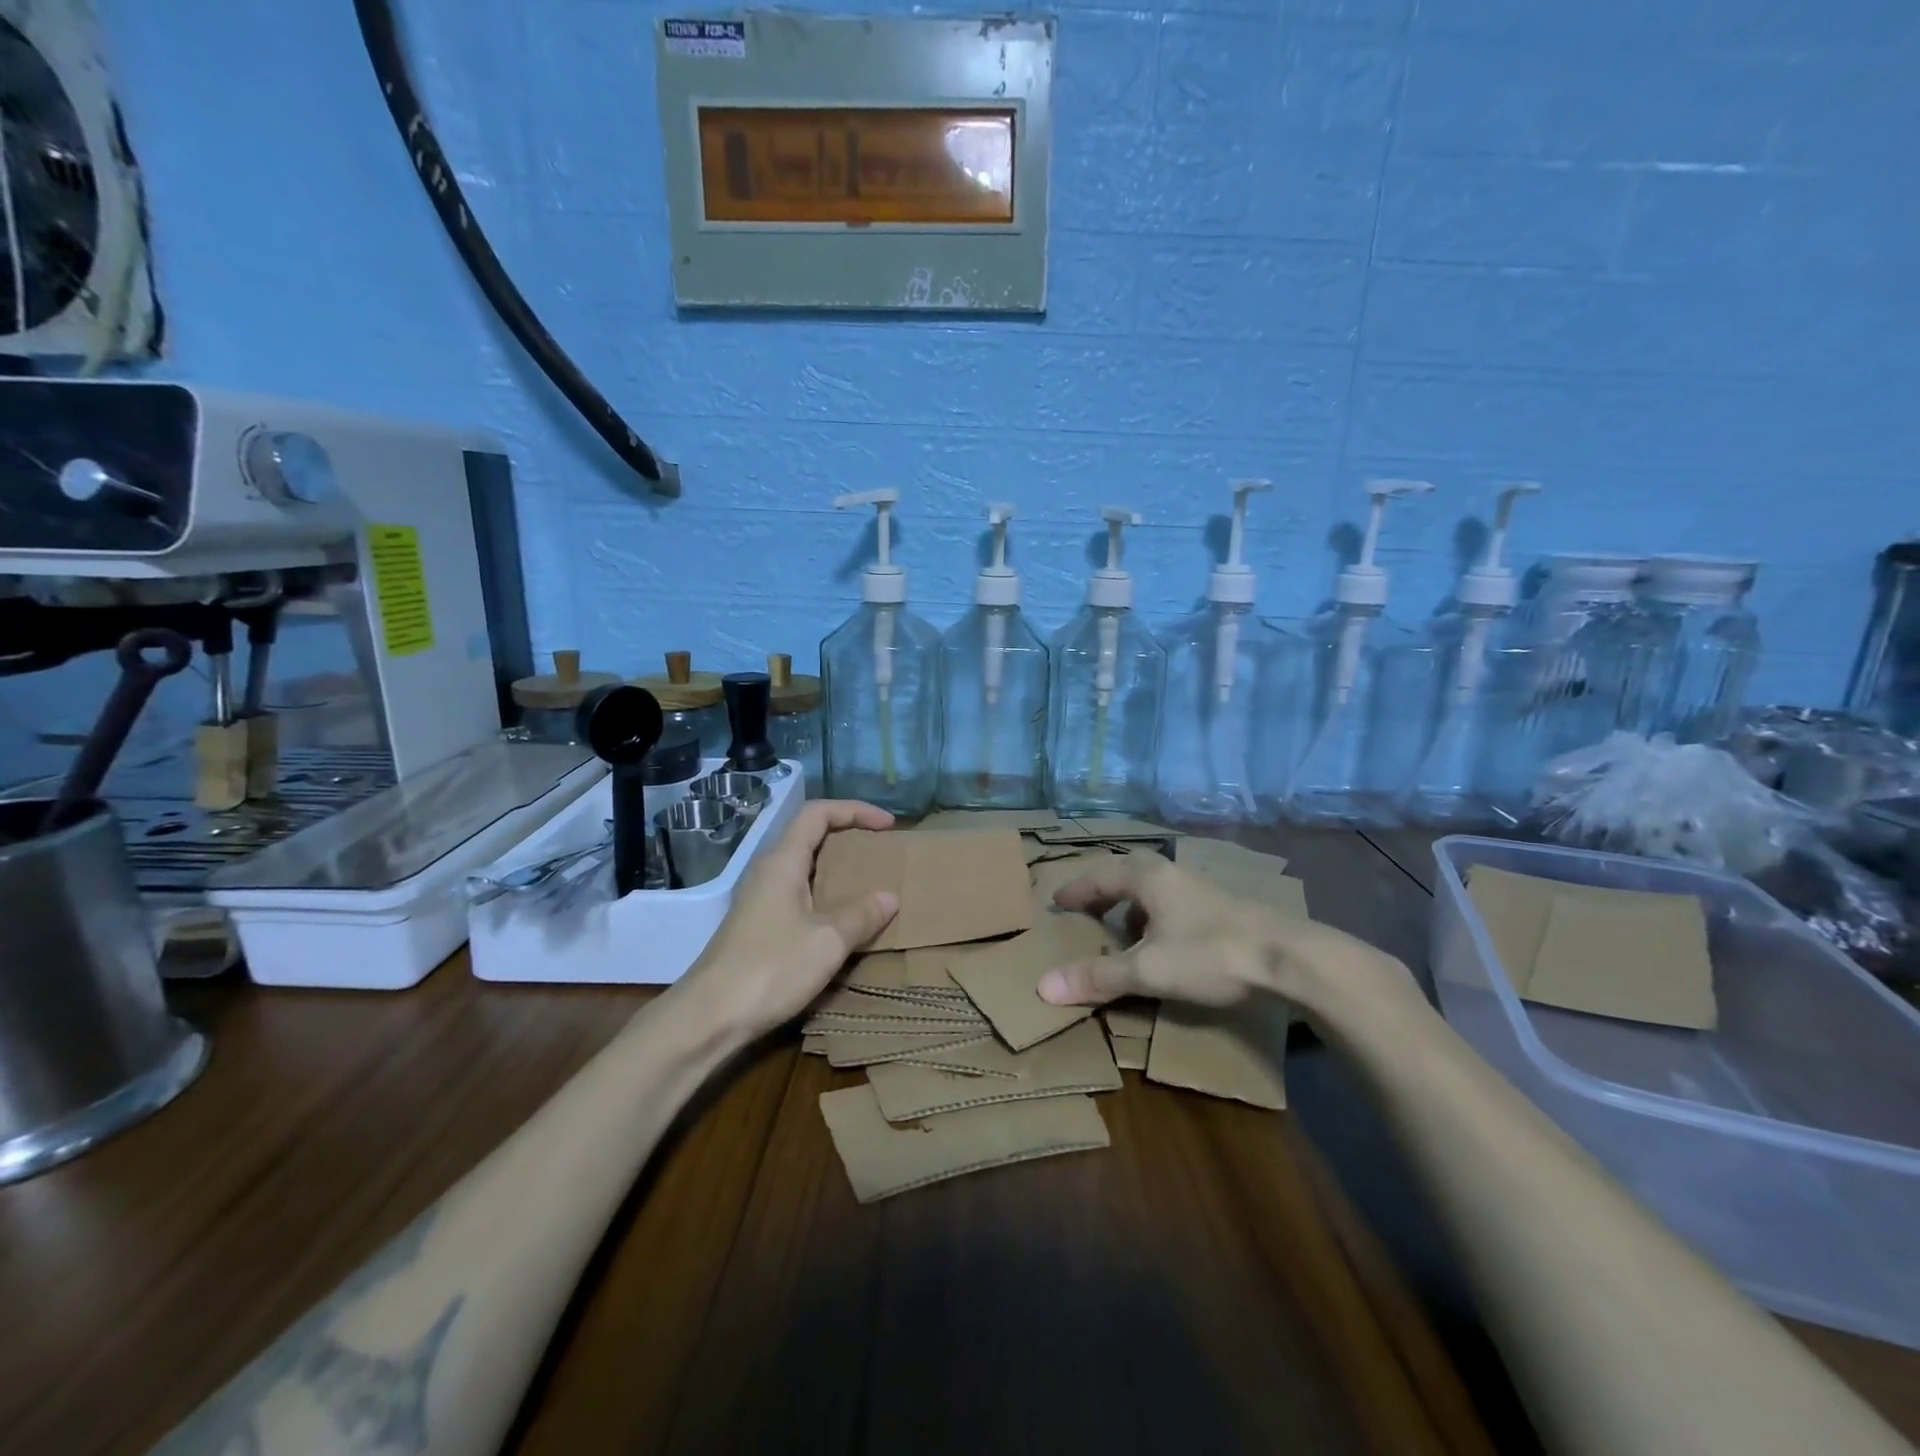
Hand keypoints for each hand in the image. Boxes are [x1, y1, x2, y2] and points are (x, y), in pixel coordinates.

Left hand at [677, 799, 899, 1042]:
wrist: (709, 1017)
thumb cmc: (770, 969)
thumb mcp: (828, 941)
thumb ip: (861, 915)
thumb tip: (889, 898)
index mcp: (783, 860)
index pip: (818, 813)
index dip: (855, 810)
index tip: (888, 825)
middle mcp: (768, 870)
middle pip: (810, 835)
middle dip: (848, 836)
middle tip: (881, 851)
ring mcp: (760, 898)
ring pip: (804, 866)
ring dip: (837, 867)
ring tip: (869, 882)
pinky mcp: (758, 924)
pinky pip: (798, 892)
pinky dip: (825, 893)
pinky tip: (842, 918)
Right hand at [1035, 855, 1414, 1019]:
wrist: (1289, 958)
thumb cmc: (1210, 954)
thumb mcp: (1148, 970)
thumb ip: (1098, 976)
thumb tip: (1042, 987)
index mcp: (1148, 877)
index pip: (1100, 876)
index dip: (1076, 890)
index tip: (1057, 901)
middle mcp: (1172, 874)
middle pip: (1128, 874)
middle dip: (1104, 892)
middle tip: (1086, 909)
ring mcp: (1201, 889)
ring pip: (1155, 890)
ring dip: (1133, 906)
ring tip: (1123, 932)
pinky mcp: (1223, 909)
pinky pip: (1174, 904)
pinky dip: (1157, 918)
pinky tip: (1166, 946)